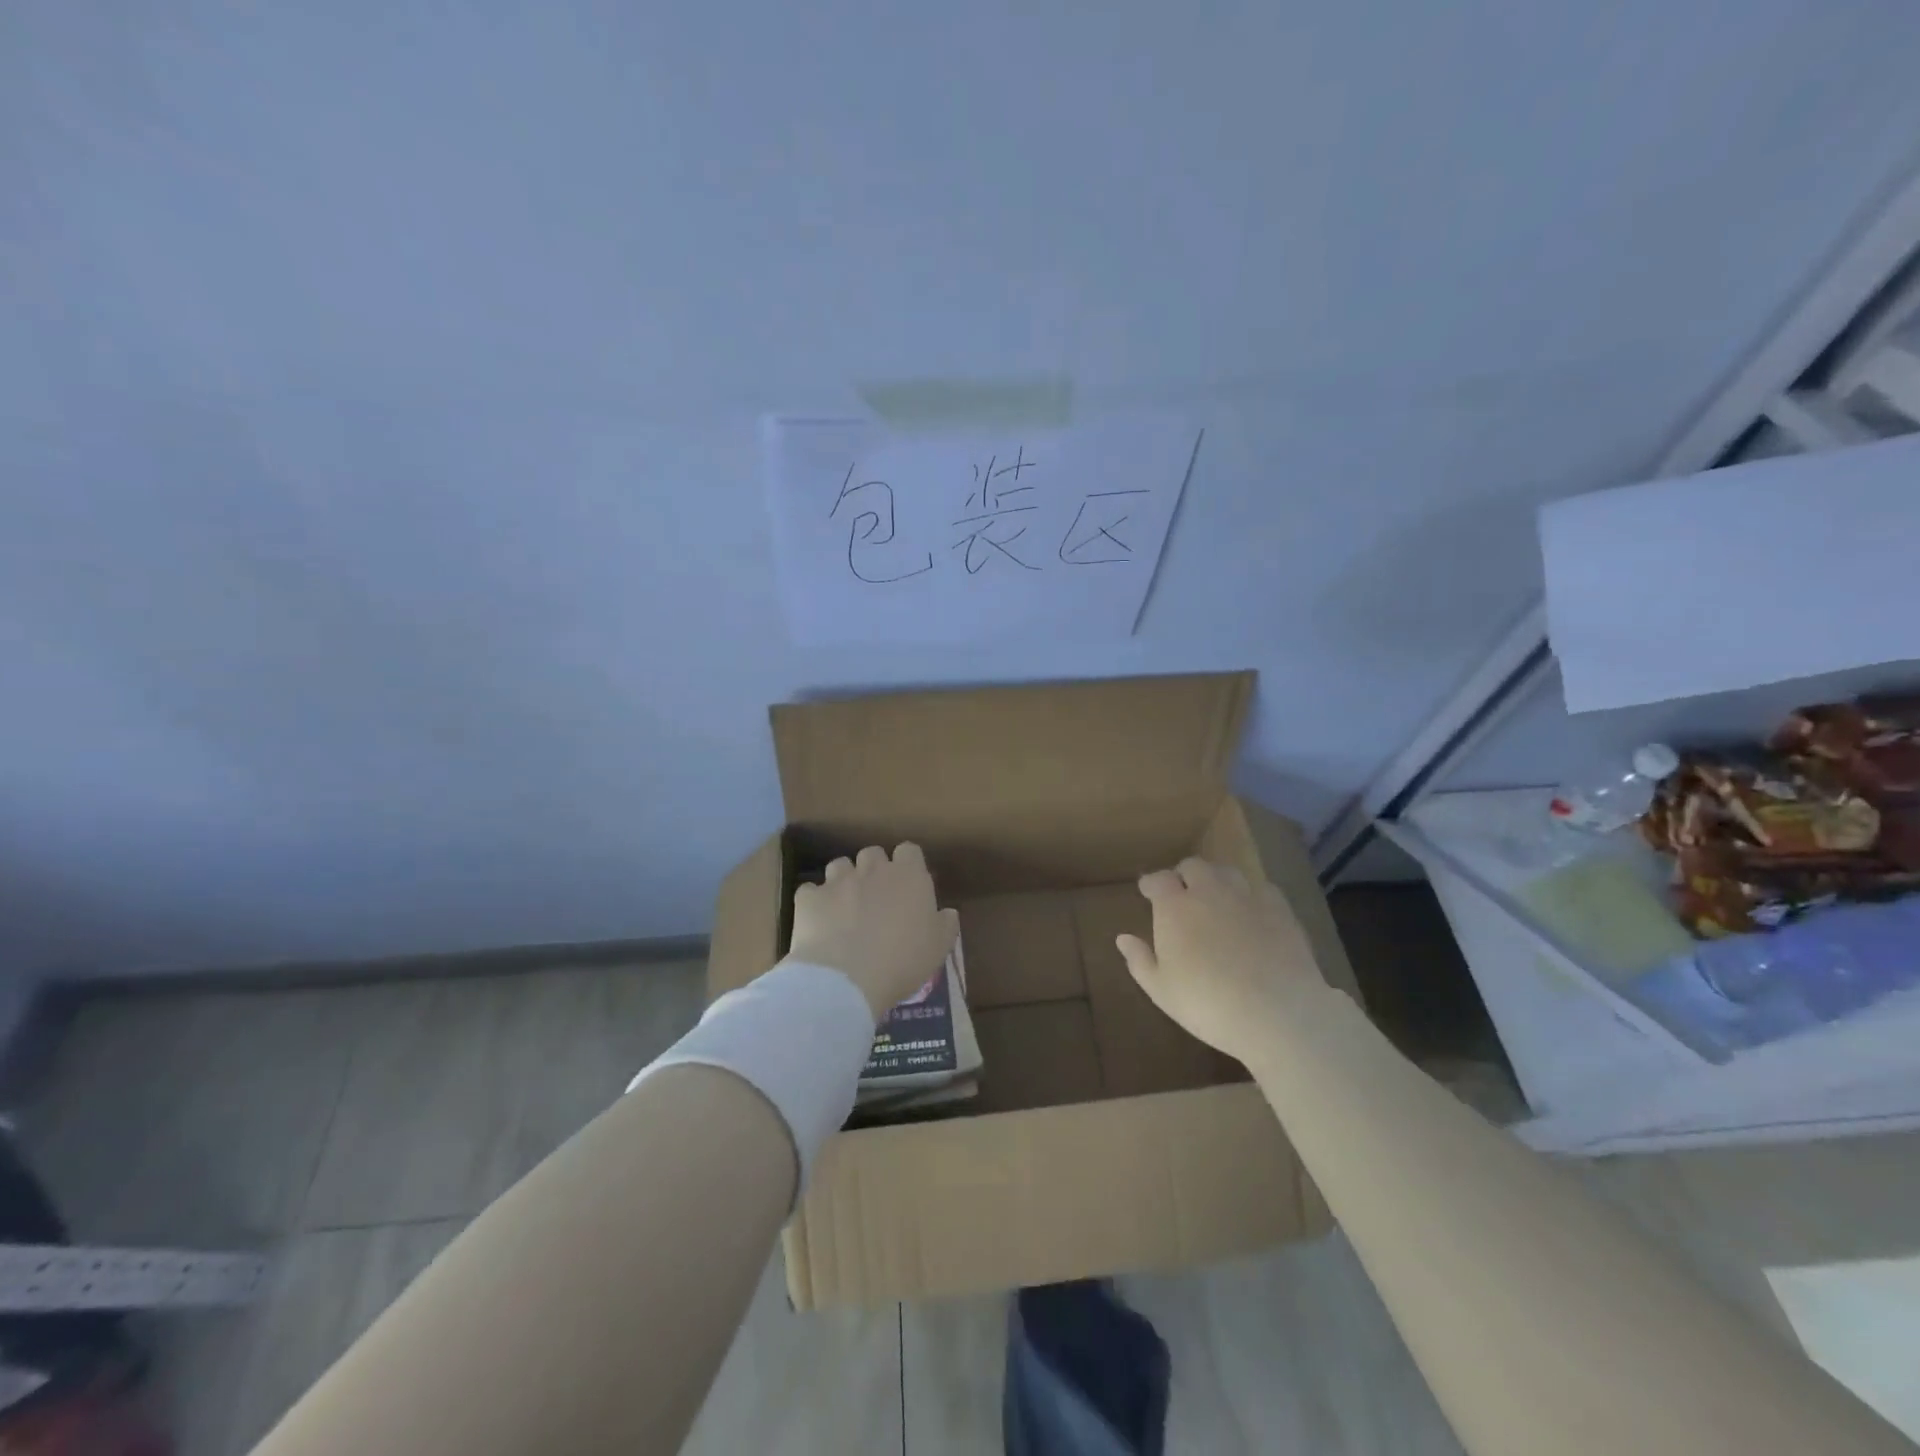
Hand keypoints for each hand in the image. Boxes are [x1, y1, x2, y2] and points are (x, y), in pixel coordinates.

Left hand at [788, 844, 959, 1021]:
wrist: (847, 979)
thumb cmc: (903, 962)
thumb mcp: (938, 948)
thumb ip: (945, 924)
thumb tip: (947, 912)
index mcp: (909, 876)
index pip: (909, 850)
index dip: (907, 865)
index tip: (908, 886)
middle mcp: (873, 870)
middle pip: (872, 853)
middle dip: (873, 870)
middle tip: (876, 898)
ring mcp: (837, 881)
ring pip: (840, 865)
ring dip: (843, 880)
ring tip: (844, 907)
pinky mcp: (808, 897)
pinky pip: (810, 890)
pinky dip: (815, 902)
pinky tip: (818, 921)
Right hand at [1115, 857, 1325, 1065]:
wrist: (1277, 1013)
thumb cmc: (1207, 1004)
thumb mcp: (1161, 990)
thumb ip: (1139, 960)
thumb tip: (1122, 938)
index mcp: (1174, 907)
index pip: (1158, 879)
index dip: (1152, 883)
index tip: (1148, 891)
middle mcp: (1209, 891)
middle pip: (1193, 866)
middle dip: (1184, 875)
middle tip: (1182, 894)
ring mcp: (1246, 897)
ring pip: (1227, 872)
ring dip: (1216, 880)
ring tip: (1216, 898)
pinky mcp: (1280, 909)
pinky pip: (1261, 888)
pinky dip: (1250, 895)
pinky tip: (1252, 912)